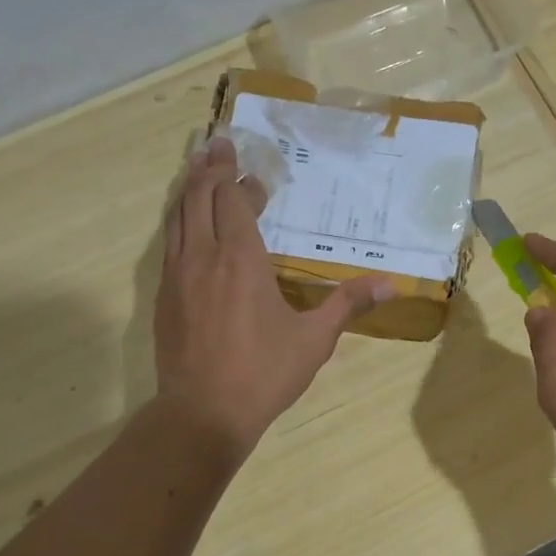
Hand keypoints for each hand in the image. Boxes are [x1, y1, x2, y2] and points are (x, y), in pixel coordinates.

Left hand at [154, 135, 388, 456]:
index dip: (242, 182)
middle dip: (210, 168)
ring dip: (188, 188)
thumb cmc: (264, 374)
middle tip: (218, 143)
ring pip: (177, 216)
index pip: (235, 202)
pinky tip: (184, 223)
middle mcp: (203, 256)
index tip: (254, 173)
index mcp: (241, 259)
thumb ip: (348, 304)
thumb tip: (392, 284)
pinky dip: (178, 220)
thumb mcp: (314, 340)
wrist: (203, 413)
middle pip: (200, 197)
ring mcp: (176, 276)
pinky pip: (168, 243)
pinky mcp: (163, 297)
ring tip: (196, 166)